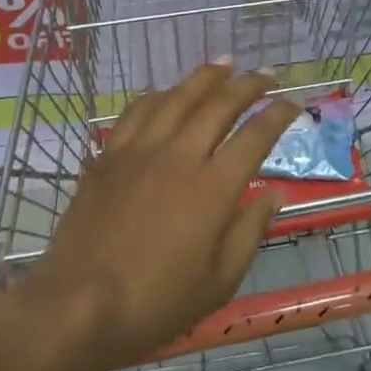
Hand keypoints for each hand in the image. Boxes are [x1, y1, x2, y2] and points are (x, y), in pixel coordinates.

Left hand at [0, 62, 300, 370]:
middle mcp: (179, 155)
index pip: (255, 136)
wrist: (76, 307)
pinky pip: (137, 110)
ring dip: (205, 76)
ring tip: (224, 63)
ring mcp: (140, 150)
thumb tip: (276, 194)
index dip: (279, 115)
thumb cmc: (155, 303)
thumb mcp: (219, 282)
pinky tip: (167, 91)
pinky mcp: (108, 156)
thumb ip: (250, 231)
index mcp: (213, 188)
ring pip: (178, 96)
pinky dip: (159, 94)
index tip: (293, 103)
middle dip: (249, 84)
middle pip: (220, 104)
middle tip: (267, 74)